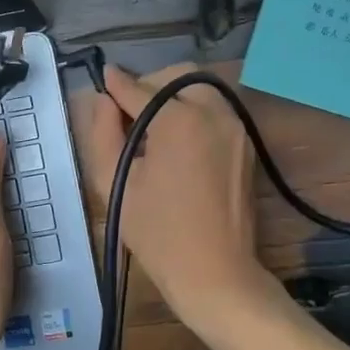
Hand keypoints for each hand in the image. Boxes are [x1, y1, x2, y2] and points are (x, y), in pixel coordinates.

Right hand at [80, 64, 266, 330]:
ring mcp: (235, 125)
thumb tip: (103, 99)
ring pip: (199, 88)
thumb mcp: (116, 183)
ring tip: (152, 127)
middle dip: (149, 85)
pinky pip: (216, 109)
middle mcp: (213, 111)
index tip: (103, 76)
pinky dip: (194, 111)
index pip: (139, 89)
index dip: (117, 84)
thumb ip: (103, 133)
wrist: (216, 273)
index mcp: (178, 119)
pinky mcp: (246, 142)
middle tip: (127, 112)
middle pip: (176, 76)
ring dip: (173, 95)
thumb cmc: (159, 234)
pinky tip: (177, 141)